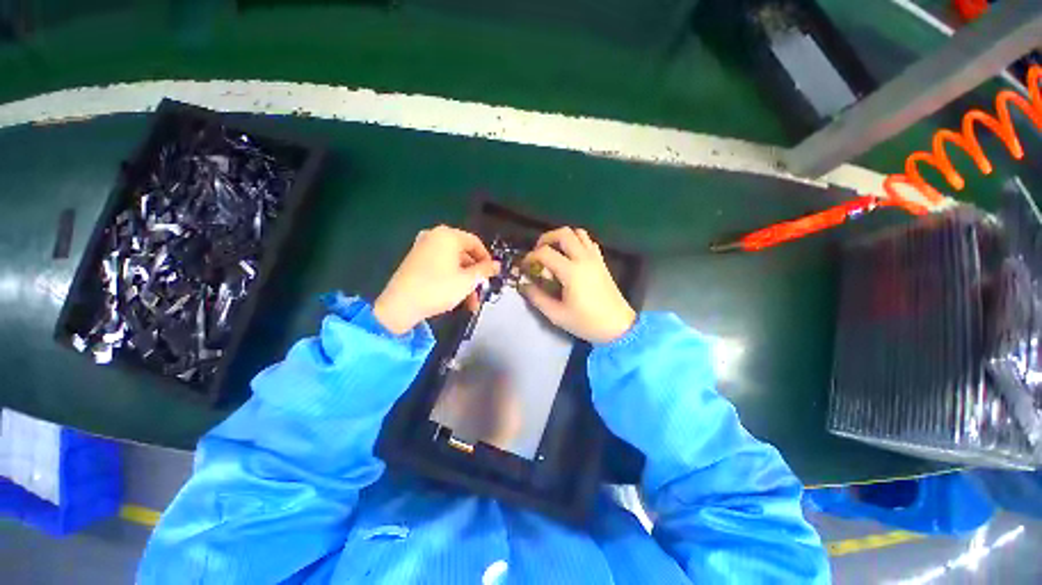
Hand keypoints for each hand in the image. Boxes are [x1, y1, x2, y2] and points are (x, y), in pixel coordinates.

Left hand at [374, 226, 499, 334]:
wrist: (400, 305)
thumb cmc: (438, 288)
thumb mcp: (467, 280)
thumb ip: (485, 270)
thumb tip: (497, 265)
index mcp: (448, 236)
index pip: (475, 243)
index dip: (486, 259)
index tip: (492, 274)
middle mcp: (434, 237)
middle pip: (464, 254)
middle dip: (474, 276)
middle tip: (481, 291)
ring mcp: (422, 248)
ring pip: (453, 264)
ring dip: (464, 282)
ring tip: (470, 303)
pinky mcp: (415, 261)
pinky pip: (440, 266)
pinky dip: (451, 279)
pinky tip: (455, 297)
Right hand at [520, 227, 635, 343]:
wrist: (618, 326)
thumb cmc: (586, 322)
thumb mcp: (557, 314)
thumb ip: (537, 297)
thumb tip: (524, 285)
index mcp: (571, 272)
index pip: (545, 253)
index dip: (530, 257)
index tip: (525, 267)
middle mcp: (583, 259)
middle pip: (563, 233)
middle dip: (546, 239)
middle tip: (538, 252)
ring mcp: (595, 258)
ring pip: (578, 233)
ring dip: (562, 237)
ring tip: (553, 252)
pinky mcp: (601, 261)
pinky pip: (588, 241)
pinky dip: (576, 242)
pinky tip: (570, 256)